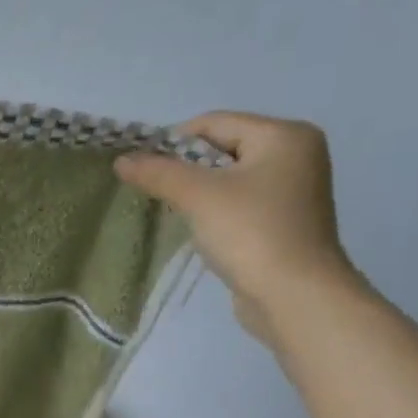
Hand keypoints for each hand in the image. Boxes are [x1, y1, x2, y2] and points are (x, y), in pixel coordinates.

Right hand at [116, 111, 355, 345]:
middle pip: (222, 148)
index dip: (173, 142)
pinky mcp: (284, 220)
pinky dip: (214, 210)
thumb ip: (158, 173)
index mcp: (284, 135)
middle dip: (185, 169)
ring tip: (174, 213)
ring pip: (229, 177)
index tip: (143, 170)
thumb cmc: (250, 233)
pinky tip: (199, 230)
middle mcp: (296, 154)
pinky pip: (239, 202)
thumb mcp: (198, 196)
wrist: (293, 295)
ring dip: (197, 192)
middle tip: (155, 193)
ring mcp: (293, 189)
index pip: (215, 123)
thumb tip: (121, 160)